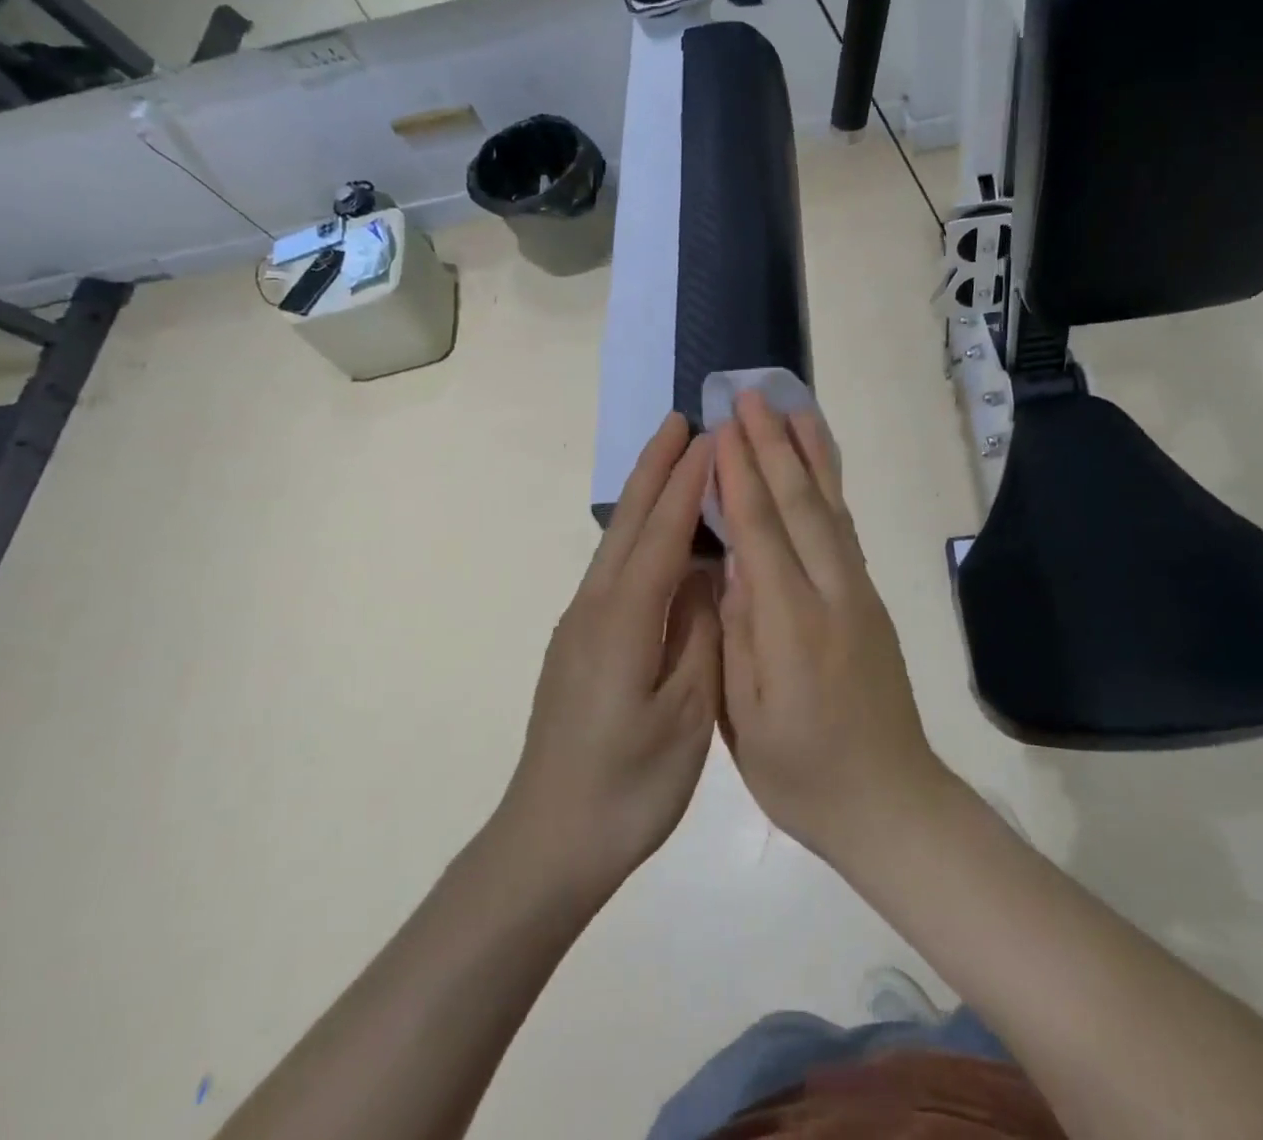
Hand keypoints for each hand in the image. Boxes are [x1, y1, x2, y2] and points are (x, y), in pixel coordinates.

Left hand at [501, 413, 720, 904]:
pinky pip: (612, 570)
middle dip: (655, 468)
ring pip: (615, 543)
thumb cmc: (629, 786)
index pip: (661, 535)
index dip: (688, 484)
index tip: (713, 438)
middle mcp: (594, 608)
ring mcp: (580, 625)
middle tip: (681, 421)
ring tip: (671, 460)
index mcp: (624, 621)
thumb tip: (706, 576)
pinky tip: (656, 537)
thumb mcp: (686, 715)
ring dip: (644, 496)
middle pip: (628, 523)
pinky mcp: (578, 644)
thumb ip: (700, 635)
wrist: (549, 841)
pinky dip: (637, 535)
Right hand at [714, 392, 949, 866]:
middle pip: (799, 505)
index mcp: (792, 627)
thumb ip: (739, 631)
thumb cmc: (802, 774)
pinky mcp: (870, 600)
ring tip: (793, 406)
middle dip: (771, 445)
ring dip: (809, 453)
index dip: (740, 475)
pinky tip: (819, 467)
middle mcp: (832, 595)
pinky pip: (845, 529)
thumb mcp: (745, 718)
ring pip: (831, 508)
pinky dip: (831, 488)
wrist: (891, 803)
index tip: (723, 428)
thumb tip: (731, 560)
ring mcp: (859, 594)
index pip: (760, 532)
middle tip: (749, 396)